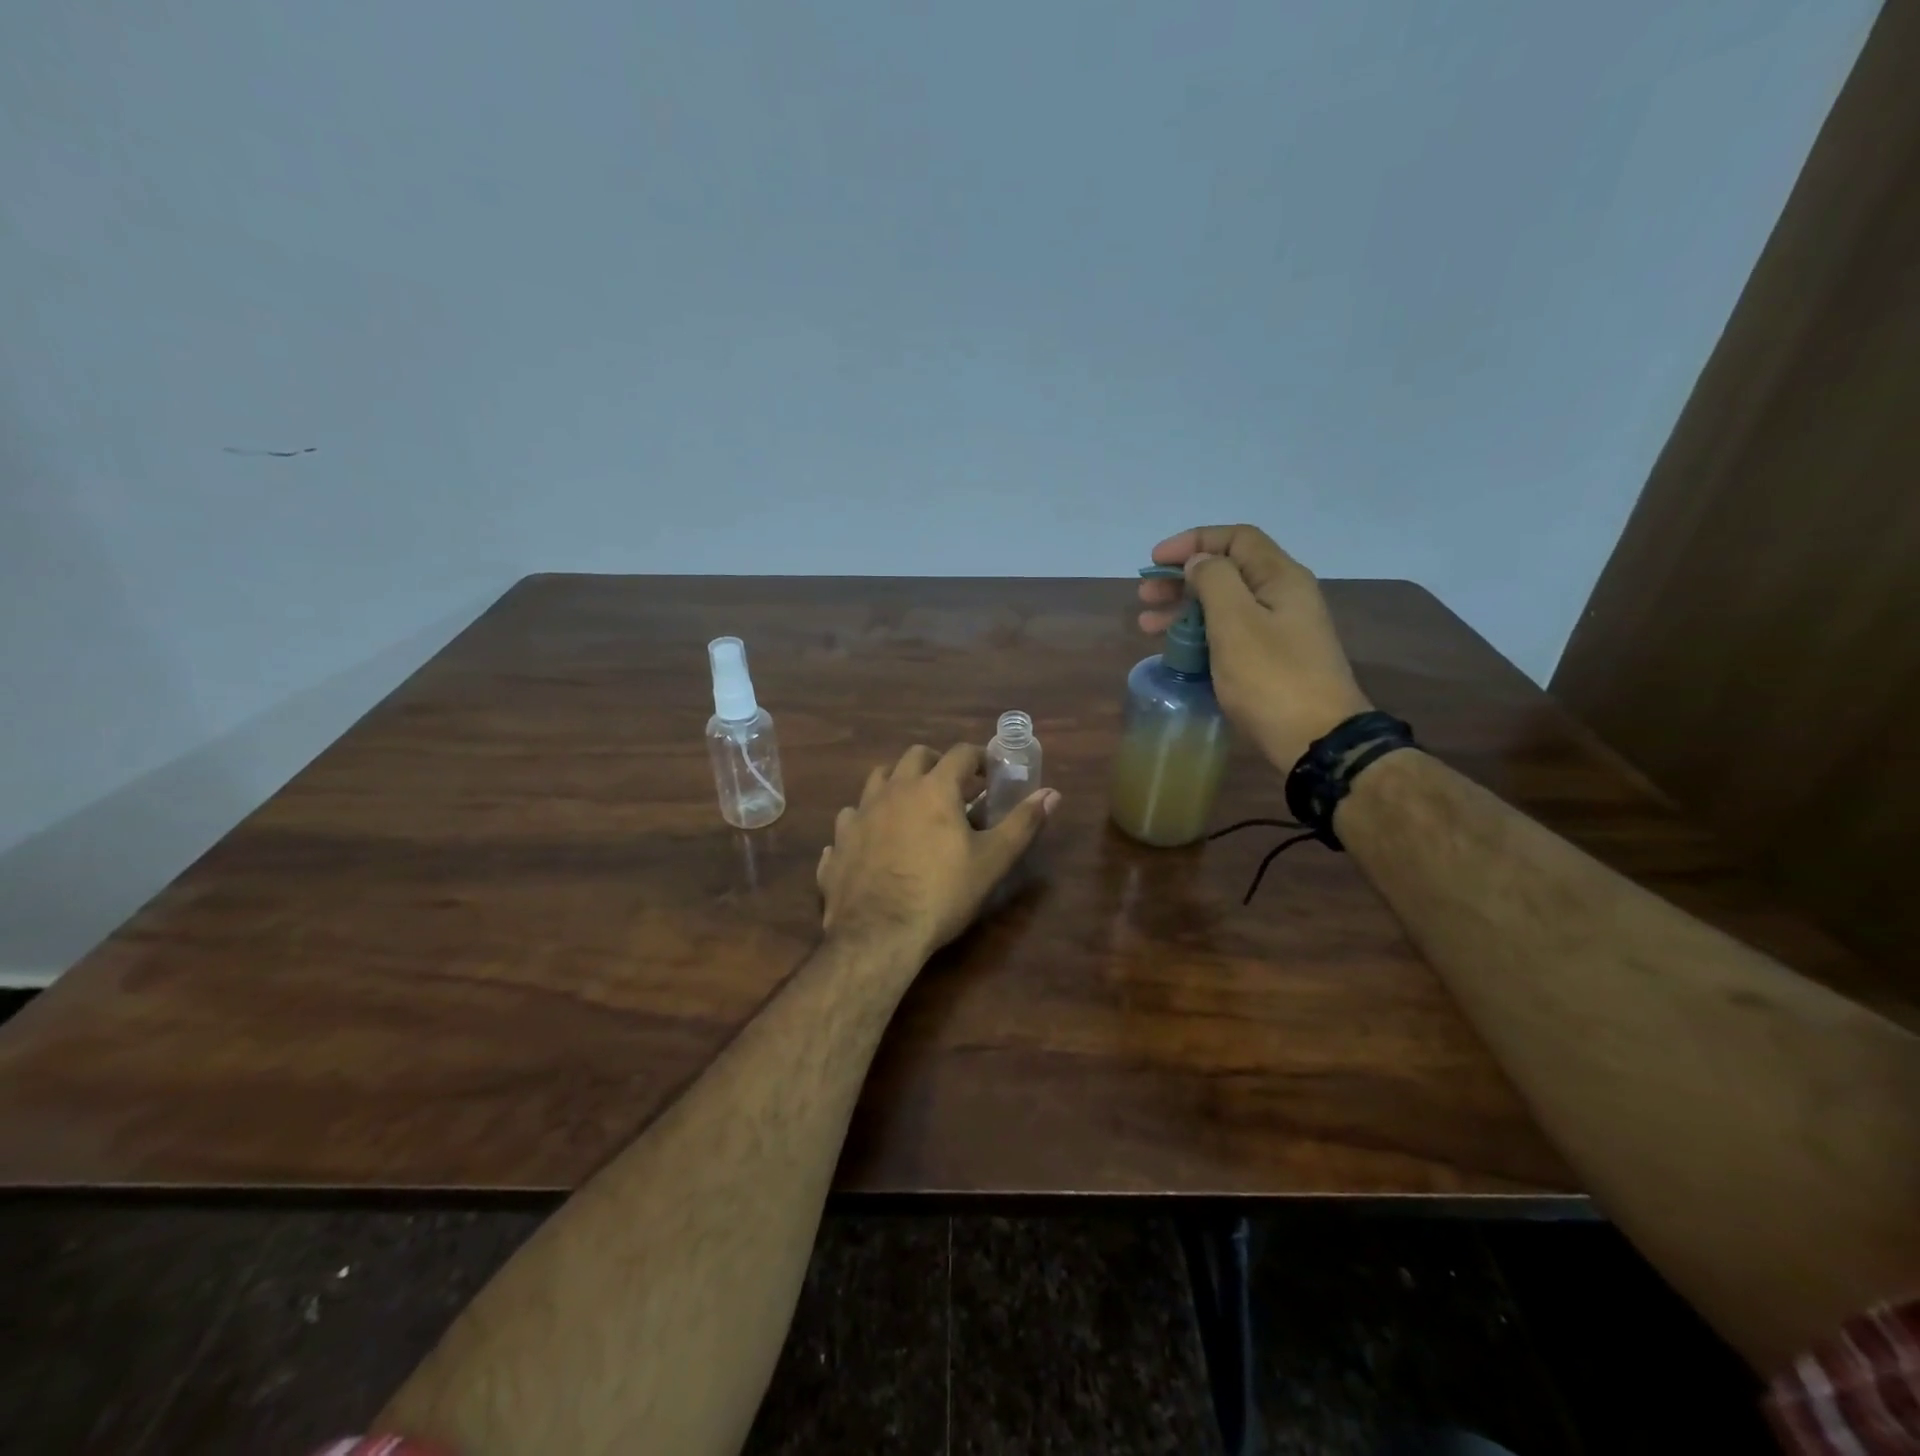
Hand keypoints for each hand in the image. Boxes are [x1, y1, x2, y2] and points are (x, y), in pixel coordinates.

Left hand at [816, 743, 1059, 958]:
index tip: (989, 774)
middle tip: (952, 787)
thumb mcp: (992, 861)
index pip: (960, 753)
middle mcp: (893, 790)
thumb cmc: (942, 893)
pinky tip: (872, 841)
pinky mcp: (838, 842)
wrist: (878, 934)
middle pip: (914, 756)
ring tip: (911, 807)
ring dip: (897, 784)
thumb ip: (1022, 823)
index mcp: (933, 788)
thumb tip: (1052, 793)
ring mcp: (860, 814)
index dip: (978, 758)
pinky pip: (850, 819)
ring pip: (877, 780)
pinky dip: (865, 822)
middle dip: (936, 763)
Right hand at [1140, 524, 1372, 771]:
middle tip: (1144, 596)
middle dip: (1181, 579)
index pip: (1236, 539)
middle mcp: (1283, 597)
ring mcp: (1280, 631)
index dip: (1193, 542)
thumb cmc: (1271, 678)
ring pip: (1225, 606)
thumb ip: (1214, 582)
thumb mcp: (1235, 623)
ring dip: (1184, 609)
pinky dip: (1199, 635)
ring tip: (1147, 625)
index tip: (1155, 560)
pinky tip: (1175, 650)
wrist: (1316, 740)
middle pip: (1227, 572)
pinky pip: (1230, 634)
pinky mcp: (1272, 661)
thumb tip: (1199, 563)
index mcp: (1280, 578)